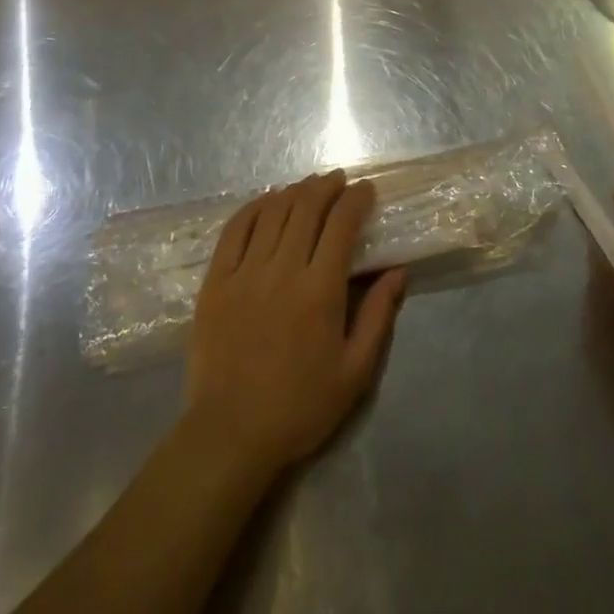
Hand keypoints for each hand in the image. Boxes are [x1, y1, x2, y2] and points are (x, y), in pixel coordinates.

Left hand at [184, 170, 405, 479]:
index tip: (366, 190)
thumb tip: (397, 270)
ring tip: (309, 186)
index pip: (342, 224)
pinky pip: (235, 229)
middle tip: (339, 180)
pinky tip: (267, 200)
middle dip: (326, 186)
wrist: (231, 434)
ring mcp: (244, 272)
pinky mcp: (216, 280)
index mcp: (320, 291)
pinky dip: (254, 206)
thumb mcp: (355, 372)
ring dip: (294, 191)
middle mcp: (282, 270)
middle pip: (306, 208)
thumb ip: (379, 316)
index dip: (356, 199)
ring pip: (273, 212)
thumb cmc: (300, 406)